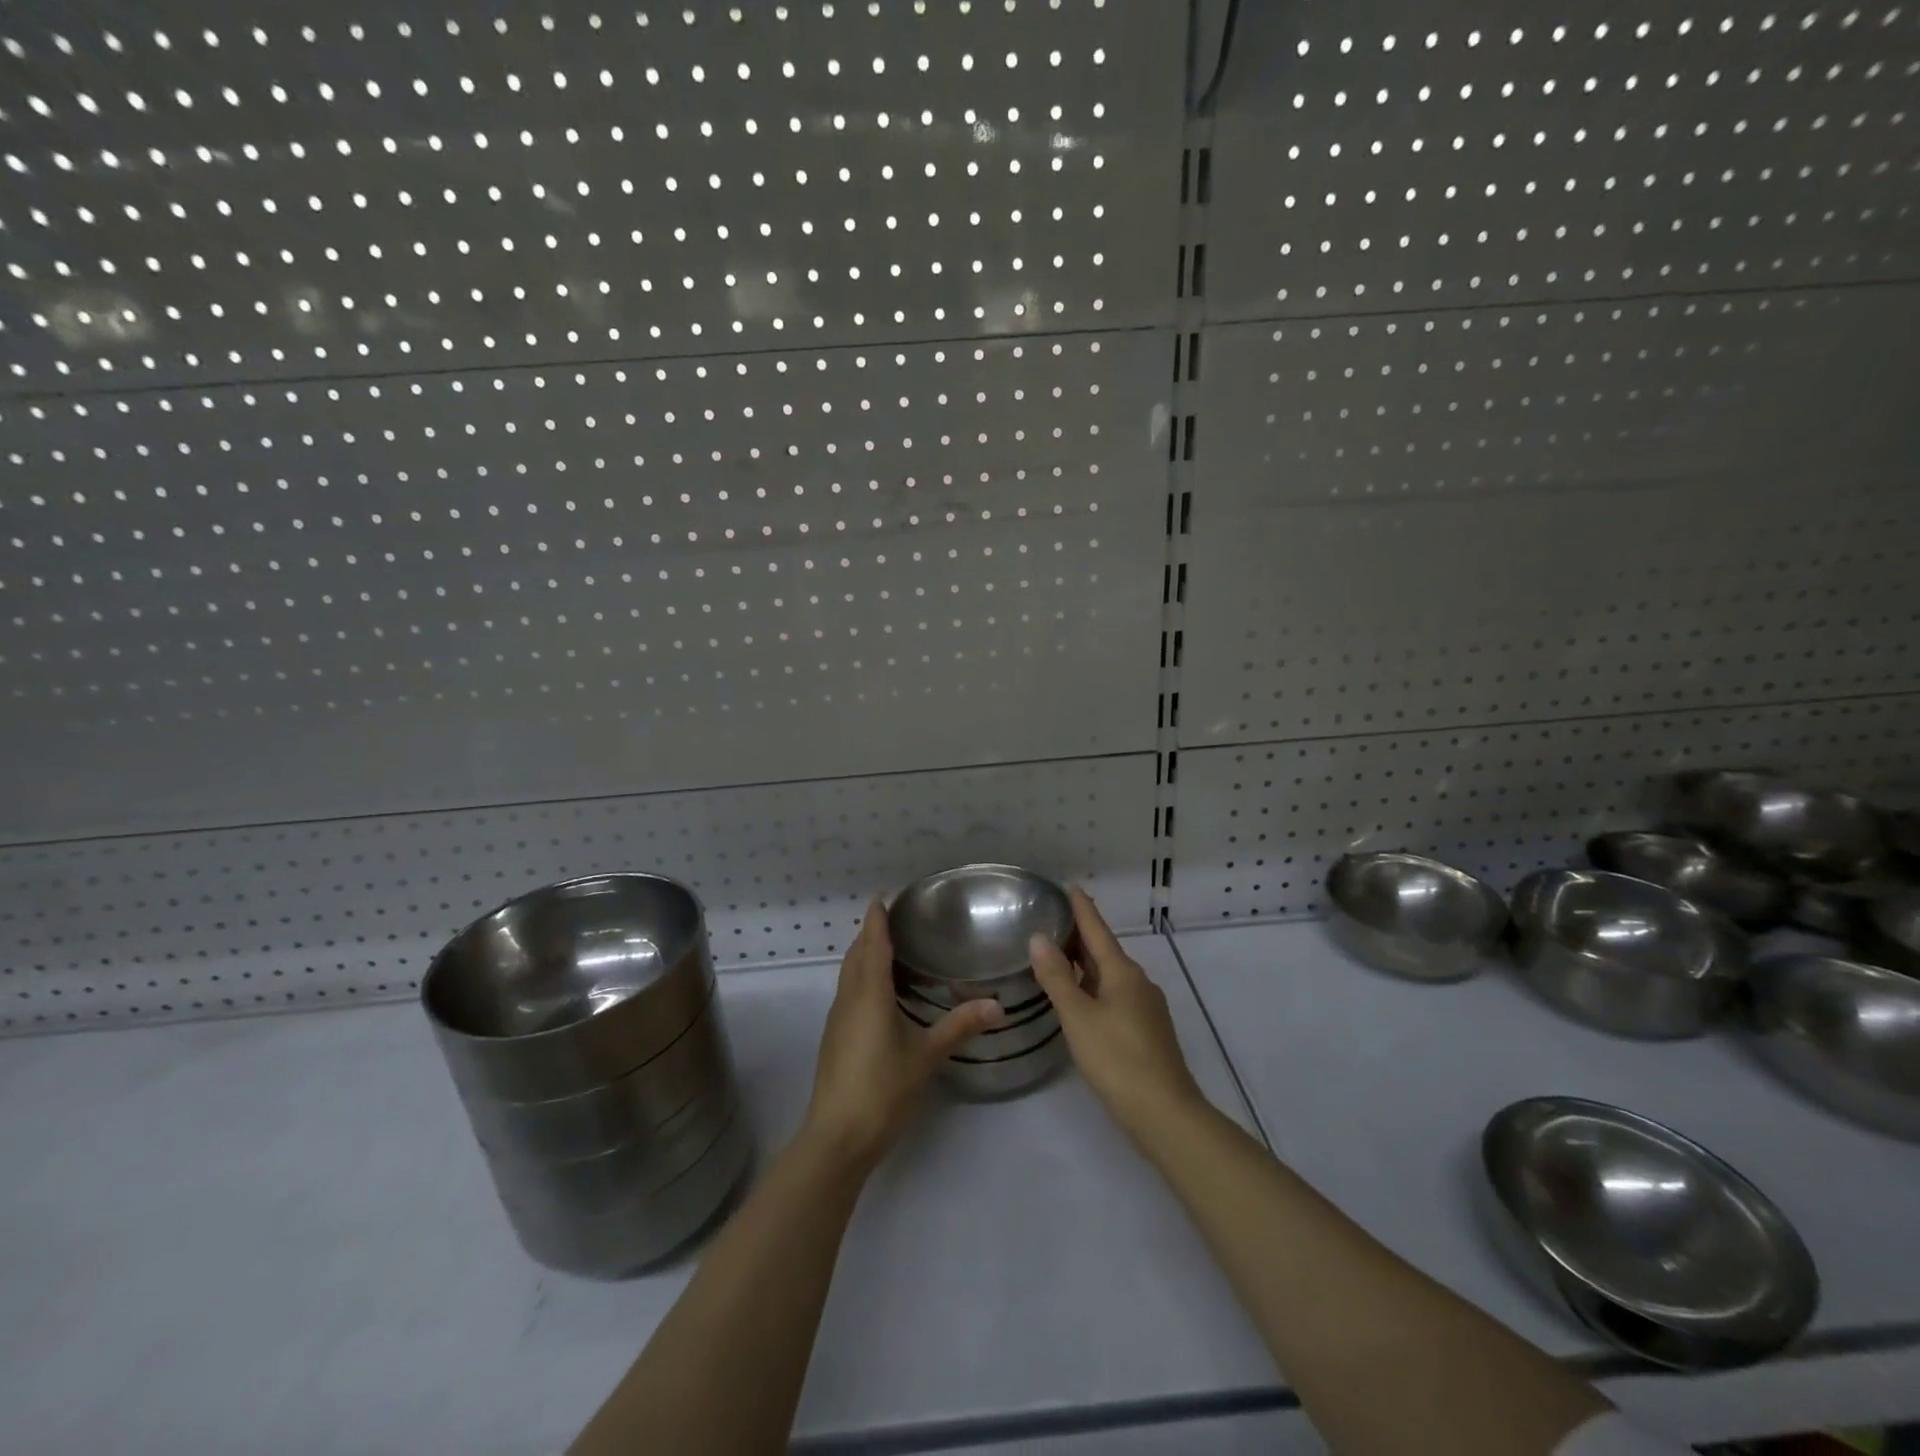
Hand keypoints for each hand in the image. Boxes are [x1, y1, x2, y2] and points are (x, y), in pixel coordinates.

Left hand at [800, 899, 1003, 1175]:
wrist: (837, 1136)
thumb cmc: (882, 1089)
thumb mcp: (926, 1055)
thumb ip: (960, 1026)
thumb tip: (997, 1004)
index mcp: (869, 993)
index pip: (872, 942)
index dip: (877, 917)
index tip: (885, 895)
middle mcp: (849, 998)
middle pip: (856, 953)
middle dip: (871, 932)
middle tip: (896, 917)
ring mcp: (838, 1018)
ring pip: (849, 973)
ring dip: (864, 954)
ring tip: (890, 947)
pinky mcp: (835, 1037)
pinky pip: (848, 991)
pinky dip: (861, 976)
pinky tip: (879, 991)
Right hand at [1029, 888, 1205, 1146]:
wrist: (1165, 1114)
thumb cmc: (1118, 1060)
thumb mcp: (1078, 1017)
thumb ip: (1056, 978)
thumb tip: (1039, 937)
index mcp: (1122, 972)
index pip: (1097, 929)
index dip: (1081, 908)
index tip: (1068, 886)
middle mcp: (1137, 982)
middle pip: (1104, 950)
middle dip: (1079, 934)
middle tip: (1050, 919)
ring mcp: (1145, 1007)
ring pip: (1109, 974)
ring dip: (1085, 962)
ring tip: (1057, 955)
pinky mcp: (1146, 1030)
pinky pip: (1114, 994)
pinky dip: (1093, 985)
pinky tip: (1079, 997)